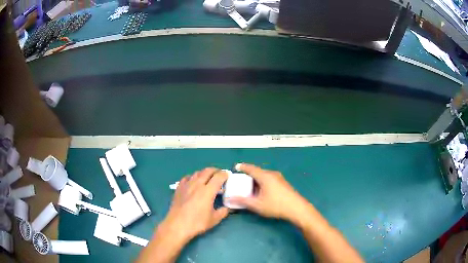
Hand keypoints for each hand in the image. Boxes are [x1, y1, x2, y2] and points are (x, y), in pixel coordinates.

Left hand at [159, 168, 229, 243]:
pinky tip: (193, 182)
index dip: (225, 174)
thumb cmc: (197, 223)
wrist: (177, 225)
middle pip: (207, 171)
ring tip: (207, 178)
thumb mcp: (214, 219)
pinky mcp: (179, 188)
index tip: (228, 175)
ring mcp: (187, 185)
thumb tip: (228, 207)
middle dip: (215, 170)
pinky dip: (193, 177)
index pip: (218, 177)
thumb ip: (223, 211)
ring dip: (204, 173)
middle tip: (219, 175)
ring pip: (197, 173)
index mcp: (208, 191)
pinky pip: (187, 177)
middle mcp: (197, 184)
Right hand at [229, 163, 311, 222]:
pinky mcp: (283, 183)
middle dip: (249, 175)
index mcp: (265, 176)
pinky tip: (262, 191)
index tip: (236, 167)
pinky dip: (263, 182)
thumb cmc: (276, 205)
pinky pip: (269, 179)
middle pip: (258, 172)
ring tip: (250, 187)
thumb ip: (243, 201)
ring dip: (256, 180)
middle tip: (241, 181)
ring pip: (264, 176)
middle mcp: (272, 174)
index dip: (243, 167)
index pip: (251, 168)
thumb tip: (230, 199)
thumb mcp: (257, 205)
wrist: (297, 208)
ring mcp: (279, 178)